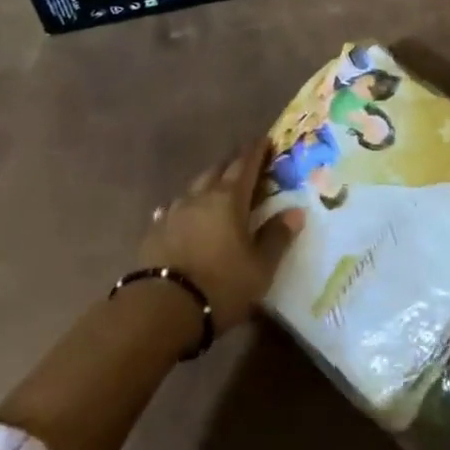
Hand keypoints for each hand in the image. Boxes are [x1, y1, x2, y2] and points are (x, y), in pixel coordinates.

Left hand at [139, 139, 303, 329]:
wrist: (160, 309)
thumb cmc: (220, 285)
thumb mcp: (259, 267)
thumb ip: (277, 237)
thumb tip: (296, 211)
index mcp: (229, 199)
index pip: (246, 164)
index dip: (257, 151)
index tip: (265, 140)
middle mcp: (200, 197)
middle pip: (218, 169)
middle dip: (233, 163)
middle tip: (245, 163)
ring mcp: (174, 212)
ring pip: (194, 187)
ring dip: (208, 183)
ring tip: (216, 187)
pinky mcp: (154, 232)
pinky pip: (173, 209)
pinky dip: (185, 207)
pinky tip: (183, 214)